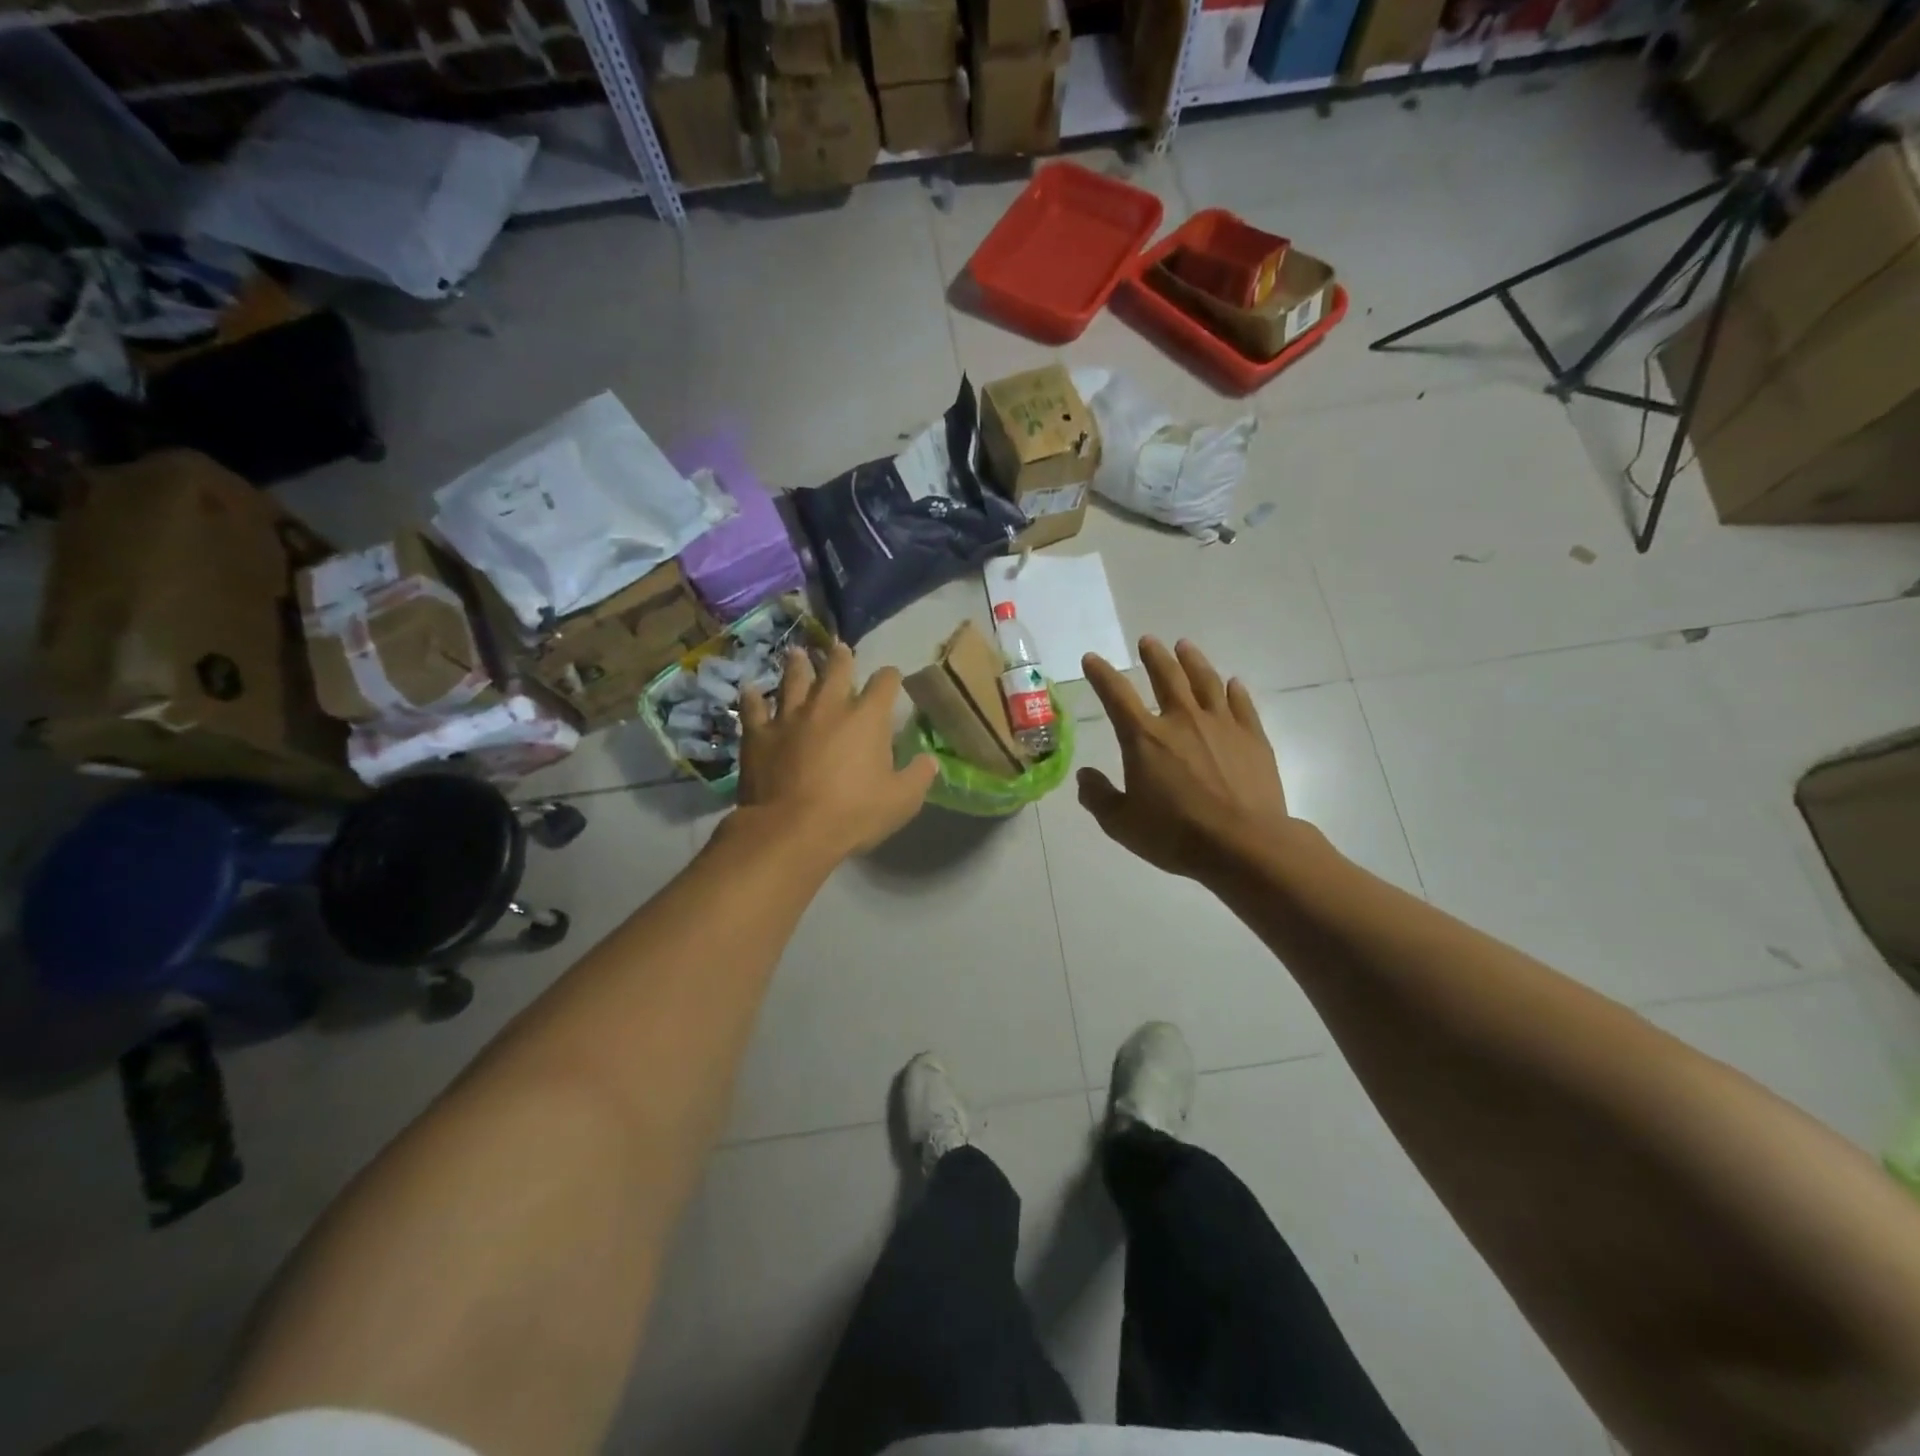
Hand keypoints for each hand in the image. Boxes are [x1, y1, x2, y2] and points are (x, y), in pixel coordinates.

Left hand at [736, 640, 937, 860]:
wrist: (791, 829)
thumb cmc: (853, 814)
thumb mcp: (901, 801)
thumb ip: (918, 776)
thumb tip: (930, 760)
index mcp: (866, 718)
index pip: (884, 684)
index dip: (890, 678)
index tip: (892, 678)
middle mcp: (828, 706)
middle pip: (836, 670)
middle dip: (841, 658)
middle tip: (840, 648)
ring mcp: (789, 717)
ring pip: (793, 680)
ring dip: (797, 665)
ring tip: (797, 653)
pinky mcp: (759, 734)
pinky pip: (753, 708)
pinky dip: (752, 698)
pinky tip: (750, 690)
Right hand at [1078, 637, 1292, 880]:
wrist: (1243, 845)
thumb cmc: (1176, 835)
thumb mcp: (1122, 824)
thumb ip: (1098, 797)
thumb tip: (1084, 776)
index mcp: (1144, 738)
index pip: (1116, 695)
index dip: (1101, 674)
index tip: (1092, 659)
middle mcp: (1182, 720)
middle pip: (1166, 676)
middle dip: (1154, 656)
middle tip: (1148, 641)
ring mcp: (1221, 725)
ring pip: (1205, 681)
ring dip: (1193, 661)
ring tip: (1185, 646)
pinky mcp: (1252, 737)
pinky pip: (1241, 704)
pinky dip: (1234, 690)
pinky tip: (1232, 683)